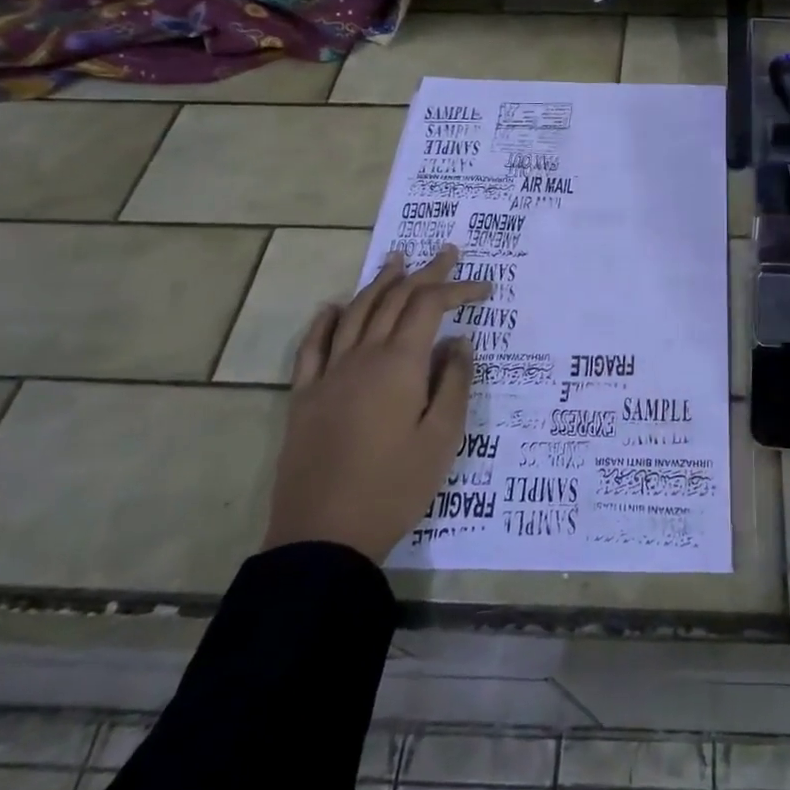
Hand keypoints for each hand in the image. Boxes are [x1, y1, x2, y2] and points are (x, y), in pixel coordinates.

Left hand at [263, 247, 492, 563]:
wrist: (323, 537)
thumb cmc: (394, 487)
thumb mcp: (442, 438)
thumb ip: (455, 382)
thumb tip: (459, 341)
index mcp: (399, 365)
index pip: (429, 307)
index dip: (458, 290)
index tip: (484, 287)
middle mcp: (362, 357)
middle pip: (394, 300)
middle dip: (424, 273)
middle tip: (447, 252)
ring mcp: (328, 375)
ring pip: (355, 313)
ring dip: (379, 283)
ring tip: (397, 260)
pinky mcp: (304, 397)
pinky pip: (313, 346)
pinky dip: (326, 319)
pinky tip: (334, 306)